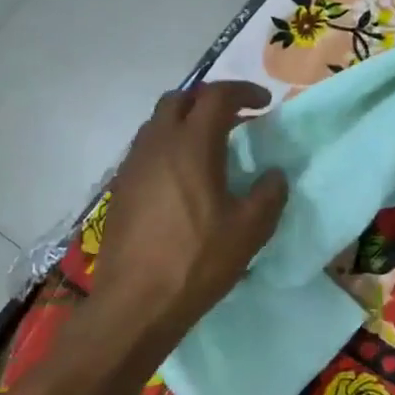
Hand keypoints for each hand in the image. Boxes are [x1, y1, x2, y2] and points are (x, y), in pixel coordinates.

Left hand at [88, 82, 287, 341]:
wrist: (136, 303)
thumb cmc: (198, 261)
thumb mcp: (250, 230)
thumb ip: (269, 194)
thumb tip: (273, 175)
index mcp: (192, 145)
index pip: (217, 96)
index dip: (244, 91)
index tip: (264, 104)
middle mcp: (158, 144)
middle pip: (180, 99)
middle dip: (209, 100)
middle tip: (236, 119)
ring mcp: (133, 165)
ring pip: (158, 123)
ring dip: (186, 122)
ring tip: (210, 147)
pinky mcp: (121, 188)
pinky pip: (146, 149)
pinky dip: (169, 146)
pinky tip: (184, 178)